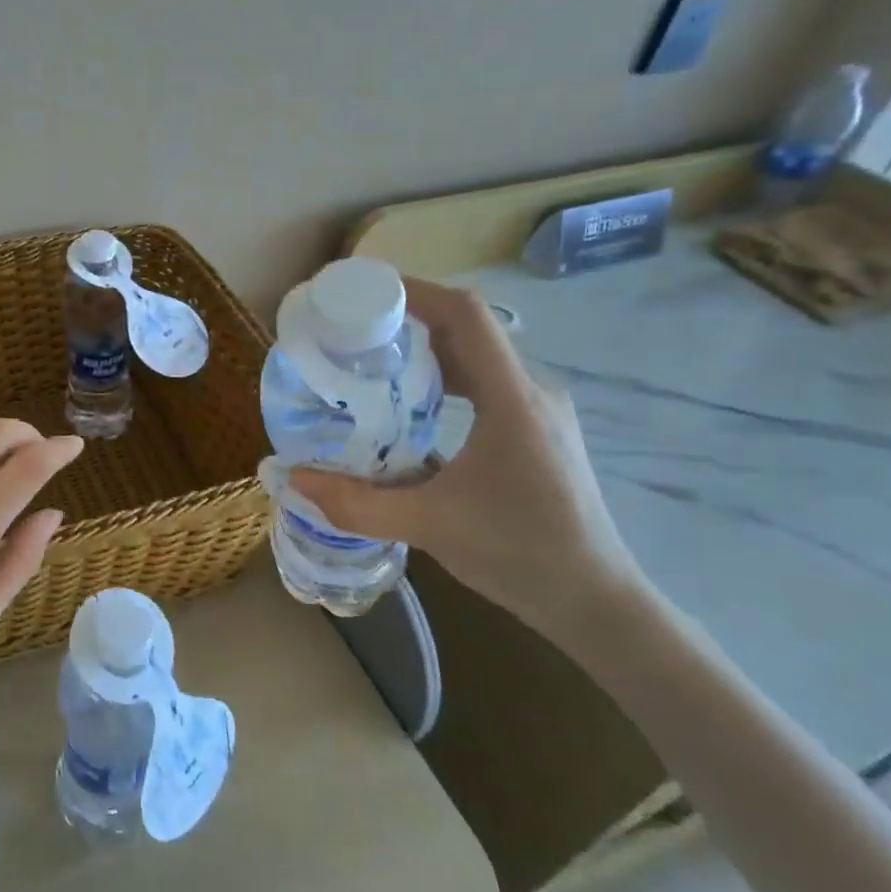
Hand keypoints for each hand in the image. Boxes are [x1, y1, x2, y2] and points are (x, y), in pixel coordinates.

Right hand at [291, 278, 651, 649]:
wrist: (595, 600)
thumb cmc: (518, 553)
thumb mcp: (428, 526)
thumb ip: (357, 503)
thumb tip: (295, 481)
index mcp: (512, 399)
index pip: (466, 316)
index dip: (416, 291)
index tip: (365, 291)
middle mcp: (531, 391)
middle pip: (469, 330)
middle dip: (410, 321)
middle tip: (355, 332)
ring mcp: (539, 411)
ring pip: (478, 358)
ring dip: (428, 352)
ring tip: (375, 364)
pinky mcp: (538, 431)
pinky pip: (487, 384)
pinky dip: (446, 380)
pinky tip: (414, 407)